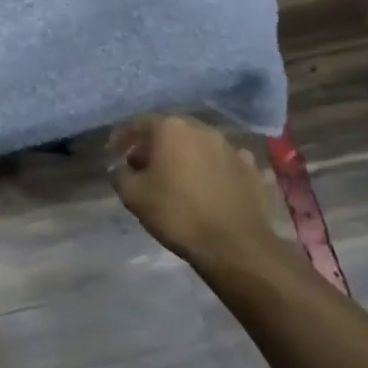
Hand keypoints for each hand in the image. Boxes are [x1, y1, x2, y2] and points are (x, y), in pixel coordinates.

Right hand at [108, 114, 283, 274]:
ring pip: (201, 145)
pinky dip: (215, 170)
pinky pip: (226, 163)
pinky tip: (211, 184)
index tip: (114, 152)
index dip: (124, 136)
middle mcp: (204, 130)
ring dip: (186, 156)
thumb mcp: (133, 195)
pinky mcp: (252, 170)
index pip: (140, 123)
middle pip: (172, 131)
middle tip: (143, 164)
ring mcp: (233, 148)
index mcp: (172, 130)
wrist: (234, 245)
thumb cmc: (177, 213)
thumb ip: (121, 174)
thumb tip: (122, 168)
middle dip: (155, 144)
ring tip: (177, 177)